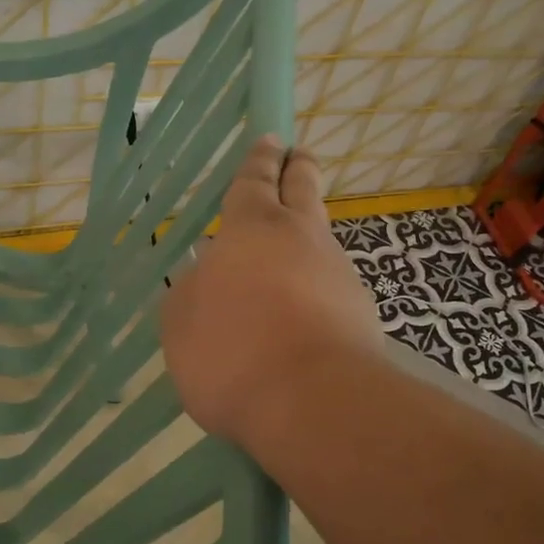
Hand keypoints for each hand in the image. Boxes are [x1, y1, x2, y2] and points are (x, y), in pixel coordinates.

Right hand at [162, 134, 384, 450]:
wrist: (313, 403)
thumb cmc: (231, 353)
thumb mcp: (181, 324)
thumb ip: (191, 292)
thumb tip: (207, 278)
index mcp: (252, 229)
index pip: (255, 181)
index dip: (259, 161)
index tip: (270, 140)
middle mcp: (302, 239)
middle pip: (304, 190)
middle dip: (299, 169)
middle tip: (299, 156)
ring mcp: (339, 274)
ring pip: (322, 240)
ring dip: (309, 235)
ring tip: (293, 247)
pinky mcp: (361, 314)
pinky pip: (333, 286)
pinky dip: (318, 287)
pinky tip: (305, 311)